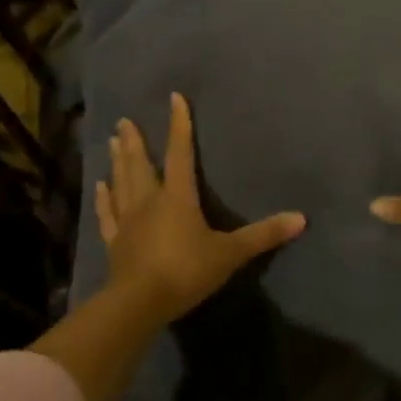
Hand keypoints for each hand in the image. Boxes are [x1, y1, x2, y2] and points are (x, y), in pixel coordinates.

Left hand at [97, 93, 306, 322]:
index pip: (180, 152)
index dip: (179, 125)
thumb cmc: (186, 271)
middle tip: (124, 120)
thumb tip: (302, 218)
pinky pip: (107, 213)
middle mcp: (149, 200)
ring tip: (112, 140)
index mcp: (178, 197)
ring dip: (118, 161)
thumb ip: (263, 235)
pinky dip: (102, 199)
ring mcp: (127, 221)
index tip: (174, 98)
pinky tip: (98, 186)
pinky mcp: (114, 242)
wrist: (139, 303)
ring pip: (121, 182)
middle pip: (141, 164)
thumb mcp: (230, 254)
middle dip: (136, 141)